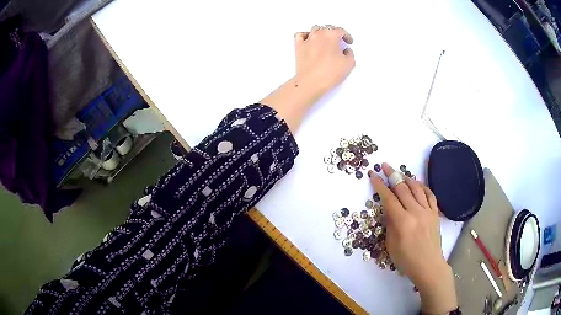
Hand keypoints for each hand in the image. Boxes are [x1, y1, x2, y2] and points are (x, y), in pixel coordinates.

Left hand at [294, 25, 354, 93]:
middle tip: (339, 41)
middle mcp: (318, 34)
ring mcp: (307, 40)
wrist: (311, 82)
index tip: (348, 41)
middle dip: (334, 33)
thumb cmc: (329, 73)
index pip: (341, 30)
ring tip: (325, 40)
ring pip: (315, 29)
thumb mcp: (349, 64)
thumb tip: (346, 51)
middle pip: (327, 28)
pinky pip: (300, 35)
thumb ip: (350, 54)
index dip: (347, 36)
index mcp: (331, 35)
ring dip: (321, 33)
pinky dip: (305, 35)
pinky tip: (309, 40)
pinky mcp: (298, 47)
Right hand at [368, 163, 457, 313]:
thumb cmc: (406, 260)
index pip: (389, 198)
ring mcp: (427, 211)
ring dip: (407, 177)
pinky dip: (423, 186)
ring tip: (399, 172)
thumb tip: (388, 209)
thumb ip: (390, 224)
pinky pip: (430, 194)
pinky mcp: (435, 213)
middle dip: (392, 175)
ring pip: (417, 188)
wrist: (429, 266)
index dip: (379, 185)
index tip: (373, 174)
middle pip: (403, 188)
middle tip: (385, 165)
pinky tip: (417, 184)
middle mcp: (416, 212)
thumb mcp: (391, 245)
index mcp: (402, 222)